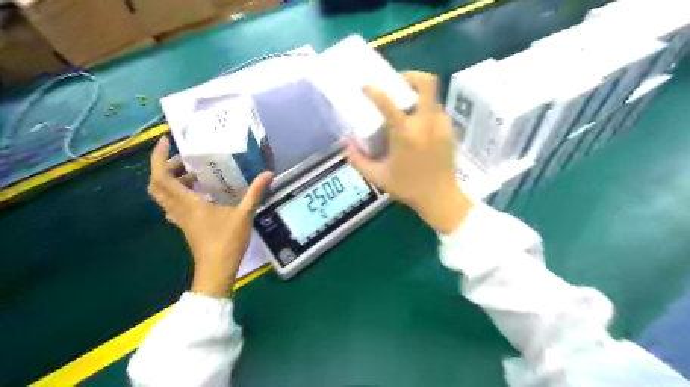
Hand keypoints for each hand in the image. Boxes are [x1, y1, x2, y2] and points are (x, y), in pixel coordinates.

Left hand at [148, 137, 275, 297]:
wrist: (216, 270)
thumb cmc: (227, 241)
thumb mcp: (244, 214)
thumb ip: (255, 193)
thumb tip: (269, 174)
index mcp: (187, 203)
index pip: (161, 176)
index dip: (158, 157)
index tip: (166, 141)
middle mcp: (178, 208)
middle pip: (157, 184)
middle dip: (165, 167)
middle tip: (185, 159)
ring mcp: (180, 218)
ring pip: (164, 195)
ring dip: (172, 180)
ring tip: (195, 174)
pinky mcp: (186, 226)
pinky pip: (174, 205)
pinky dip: (179, 194)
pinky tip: (199, 194)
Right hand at [346, 70, 474, 232]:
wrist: (441, 198)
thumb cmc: (408, 188)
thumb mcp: (378, 177)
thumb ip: (358, 160)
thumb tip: (345, 144)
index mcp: (405, 134)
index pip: (387, 103)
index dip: (374, 90)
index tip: (366, 87)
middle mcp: (426, 123)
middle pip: (426, 82)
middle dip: (411, 76)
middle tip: (398, 84)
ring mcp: (442, 125)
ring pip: (433, 97)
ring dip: (419, 96)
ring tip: (407, 108)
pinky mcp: (451, 131)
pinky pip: (438, 111)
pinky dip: (427, 111)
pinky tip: (419, 126)